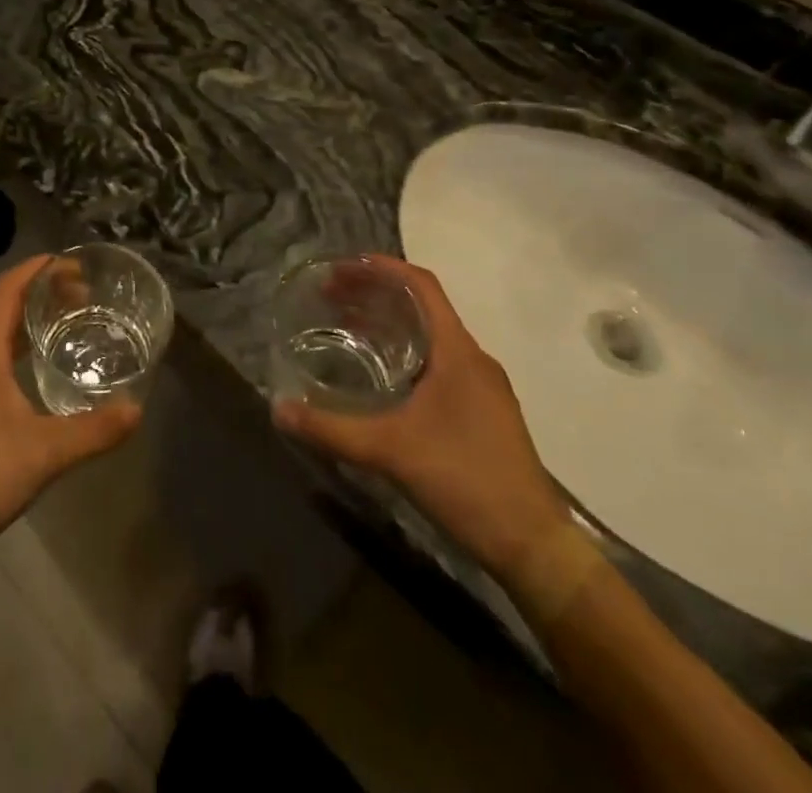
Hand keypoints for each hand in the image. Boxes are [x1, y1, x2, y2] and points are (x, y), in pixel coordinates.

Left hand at [0, 256, 140, 565]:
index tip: (73, 263)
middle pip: (1, 307)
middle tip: (83, 297)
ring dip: (27, 322)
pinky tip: (36, 376)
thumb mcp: (44, 453)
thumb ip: (93, 430)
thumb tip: (137, 409)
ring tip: (66, 327)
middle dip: (40, 293)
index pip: (7, 289)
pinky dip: (16, 350)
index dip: (37, 268)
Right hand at [273, 255, 567, 579]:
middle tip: (332, 298)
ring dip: (391, 324)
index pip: (422, 285)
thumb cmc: (464, 480)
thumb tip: (278, 409)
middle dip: (376, 294)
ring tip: (348, 329)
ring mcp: (484, 387)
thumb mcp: (389, 452)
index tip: (342, 267)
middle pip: (423, 306)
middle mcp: (474, 359)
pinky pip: (440, 362)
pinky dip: (406, 352)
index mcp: (458, 352)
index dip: (382, 267)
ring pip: (432, 336)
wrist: (533, 545)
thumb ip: (331, 428)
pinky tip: (382, 378)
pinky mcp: (484, 412)